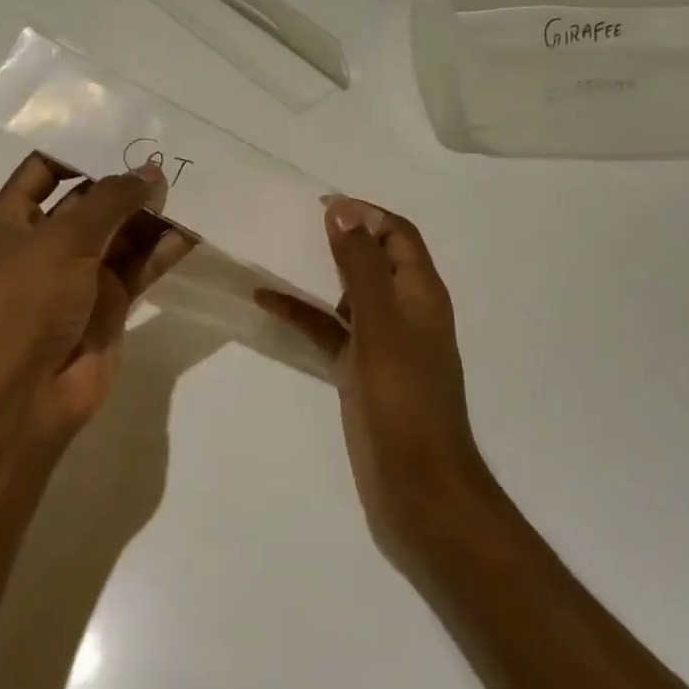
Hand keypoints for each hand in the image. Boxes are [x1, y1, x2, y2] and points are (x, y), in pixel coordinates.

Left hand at [0, 153, 193, 458]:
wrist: (23, 395)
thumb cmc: (25, 303)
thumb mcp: (63, 240)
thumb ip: (111, 201)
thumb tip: (151, 171)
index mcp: (14, 219)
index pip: (46, 168)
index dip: (81, 148)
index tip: (126, 131)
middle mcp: (47, 242)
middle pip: (92, 200)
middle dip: (127, 181)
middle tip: (174, 154)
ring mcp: (80, 275)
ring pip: (122, 233)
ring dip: (151, 214)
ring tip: (193, 185)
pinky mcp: (110, 304)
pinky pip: (141, 267)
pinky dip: (164, 250)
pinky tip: (194, 229)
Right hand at [257, 199, 488, 544]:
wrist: (417, 484)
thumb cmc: (403, 397)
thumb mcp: (380, 323)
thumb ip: (361, 266)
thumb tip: (344, 209)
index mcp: (421, 293)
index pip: (398, 235)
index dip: (366, 213)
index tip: (320, 204)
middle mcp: (405, 311)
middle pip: (374, 260)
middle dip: (340, 239)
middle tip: (292, 223)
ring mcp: (382, 344)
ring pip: (348, 296)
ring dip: (318, 276)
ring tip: (275, 255)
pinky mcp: (361, 372)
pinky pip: (329, 331)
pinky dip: (303, 315)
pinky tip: (267, 302)